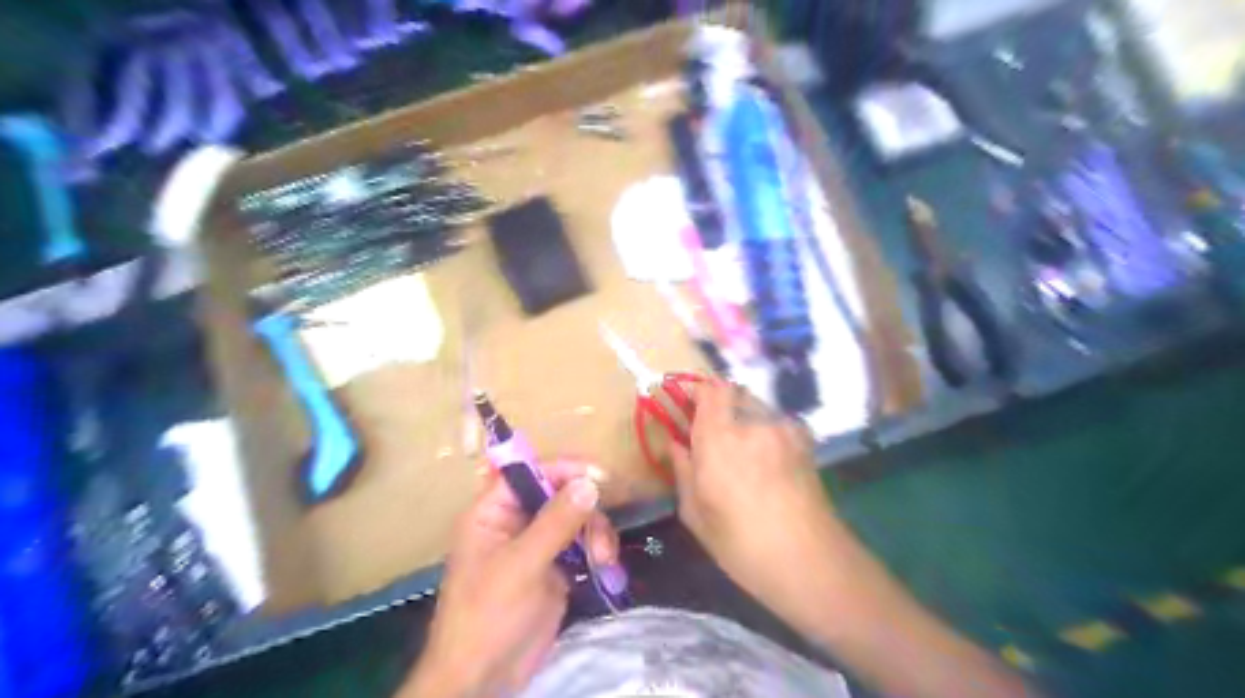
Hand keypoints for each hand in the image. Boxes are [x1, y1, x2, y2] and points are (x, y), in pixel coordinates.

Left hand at [403, 461, 616, 695]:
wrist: (483, 679)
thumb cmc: (488, 615)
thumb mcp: (521, 565)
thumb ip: (555, 522)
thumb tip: (590, 483)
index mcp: (493, 512)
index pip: (529, 472)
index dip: (563, 469)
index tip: (600, 476)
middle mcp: (515, 521)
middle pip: (559, 493)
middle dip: (585, 508)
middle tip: (601, 533)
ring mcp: (537, 545)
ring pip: (576, 517)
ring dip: (596, 532)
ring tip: (603, 559)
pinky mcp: (555, 567)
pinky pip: (582, 543)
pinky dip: (597, 549)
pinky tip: (604, 566)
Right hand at [671, 378, 836, 600]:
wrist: (810, 561)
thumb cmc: (742, 545)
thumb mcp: (696, 515)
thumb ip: (683, 471)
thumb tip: (676, 444)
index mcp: (720, 439)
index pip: (710, 389)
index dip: (696, 391)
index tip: (685, 406)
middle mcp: (753, 423)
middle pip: (733, 393)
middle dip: (718, 407)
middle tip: (710, 434)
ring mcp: (783, 429)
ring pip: (755, 408)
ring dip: (743, 420)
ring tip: (740, 454)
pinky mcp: (803, 440)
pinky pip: (775, 423)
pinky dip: (764, 432)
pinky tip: (765, 463)